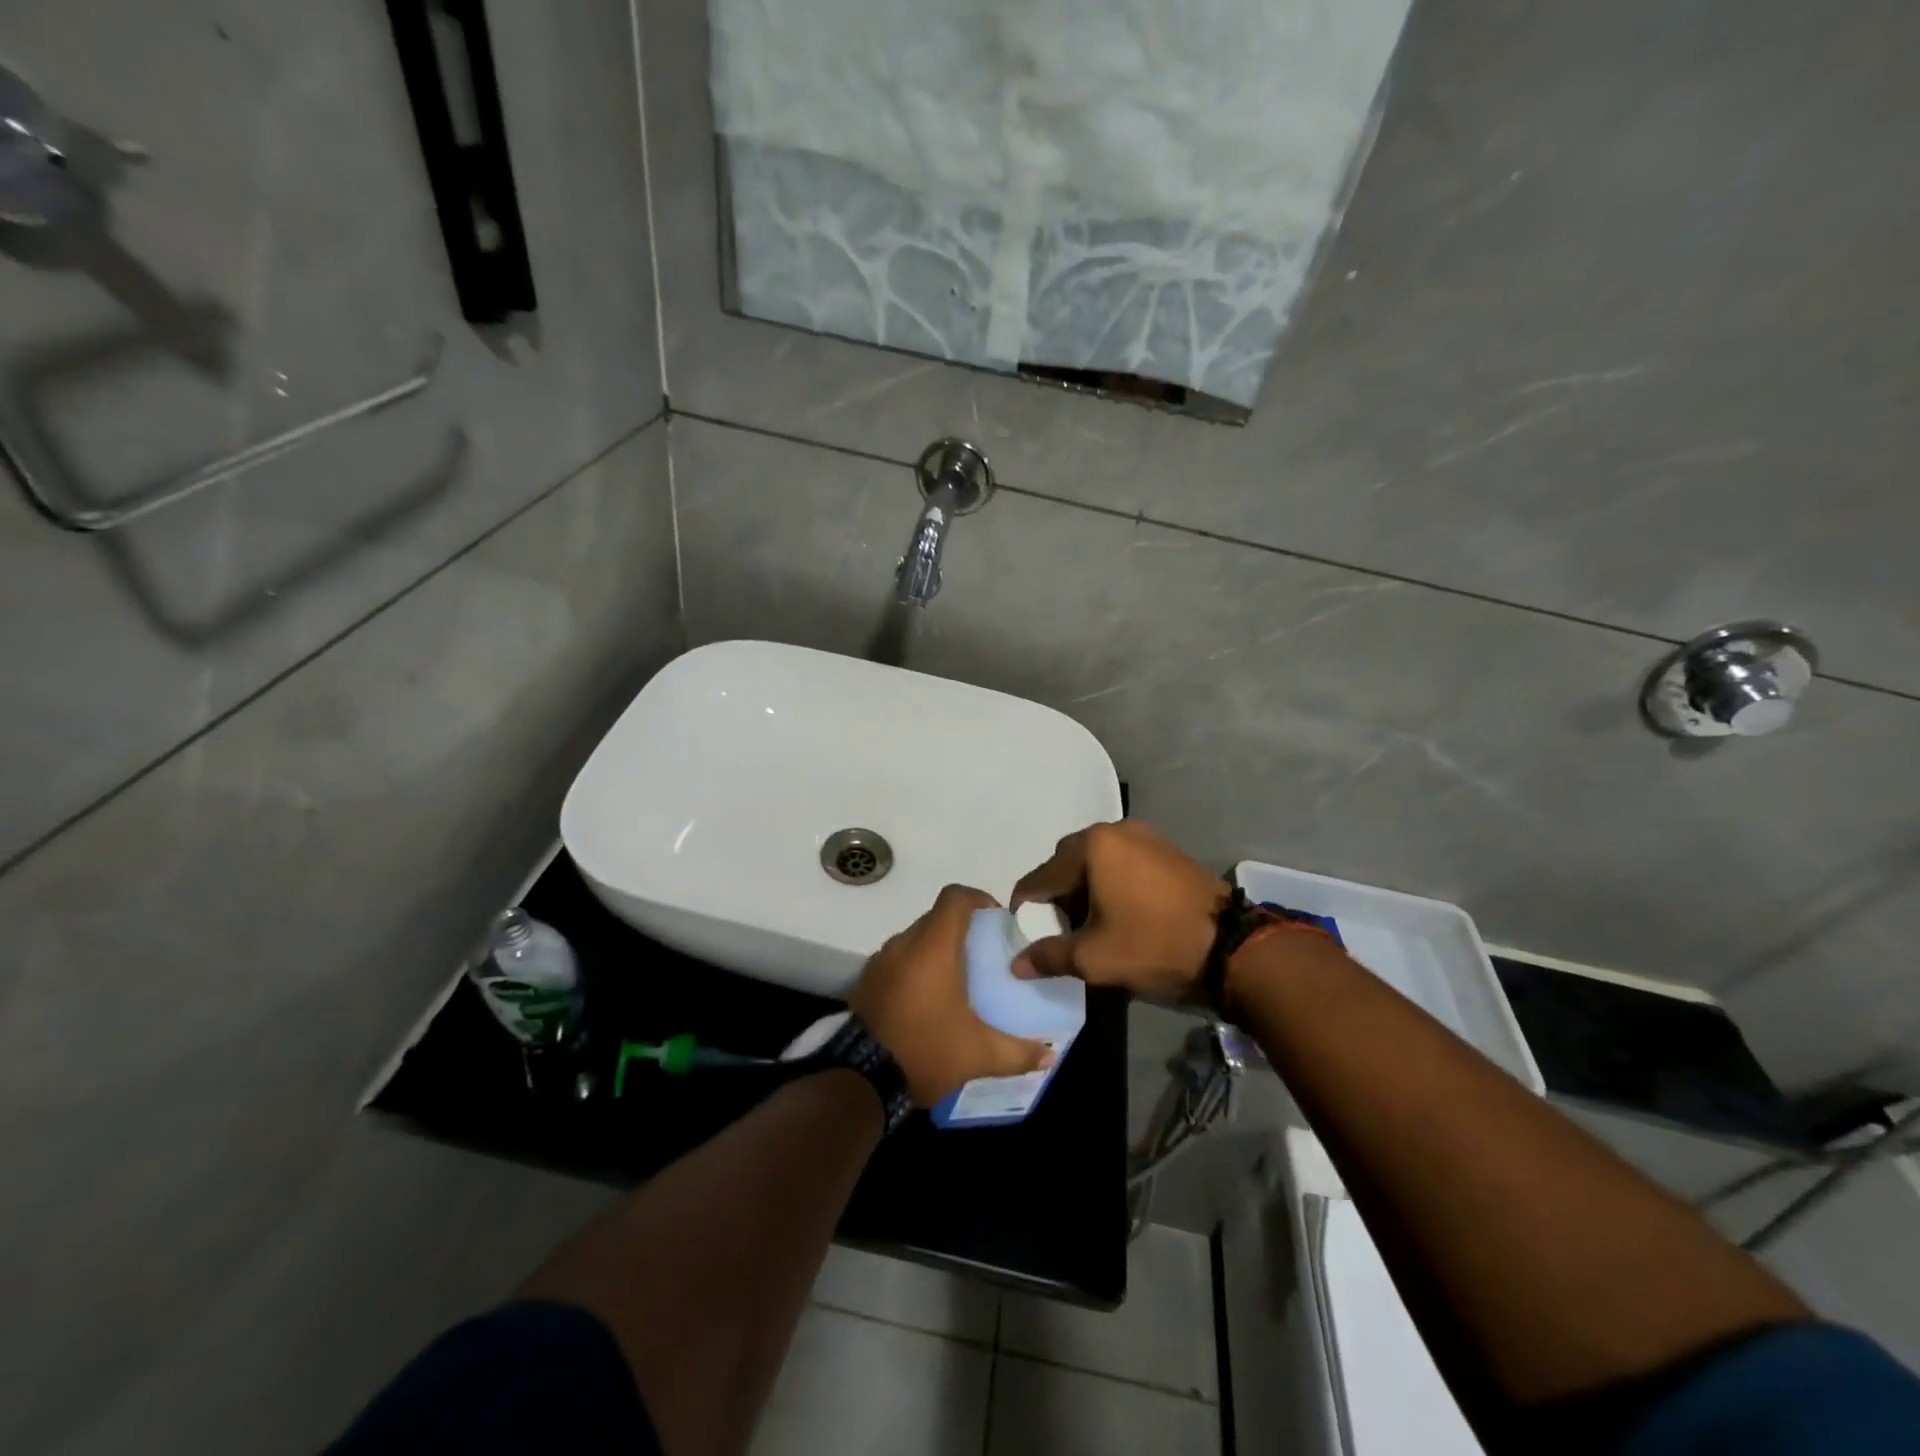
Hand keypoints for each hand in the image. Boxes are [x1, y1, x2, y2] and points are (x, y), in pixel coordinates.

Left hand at [850, 884, 1053, 1105]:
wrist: (860, 1079)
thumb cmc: (925, 1050)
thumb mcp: (978, 1054)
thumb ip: (1018, 1051)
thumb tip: (1050, 1056)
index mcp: (933, 946)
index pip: (955, 898)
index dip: (978, 899)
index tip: (996, 919)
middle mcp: (903, 944)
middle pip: (936, 918)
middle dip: (961, 930)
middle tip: (983, 955)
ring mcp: (880, 962)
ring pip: (915, 940)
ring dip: (936, 950)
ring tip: (958, 979)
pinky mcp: (866, 982)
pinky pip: (897, 961)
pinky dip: (915, 969)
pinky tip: (929, 1000)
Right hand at [1010, 821, 1229, 1002]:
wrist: (1231, 948)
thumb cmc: (1153, 945)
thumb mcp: (1095, 958)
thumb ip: (1049, 956)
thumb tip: (1016, 964)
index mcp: (1092, 847)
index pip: (1042, 876)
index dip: (1026, 906)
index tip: (1022, 932)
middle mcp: (1115, 830)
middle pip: (1068, 862)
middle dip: (1057, 894)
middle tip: (1057, 928)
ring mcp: (1145, 836)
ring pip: (1097, 860)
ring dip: (1085, 887)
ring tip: (1089, 923)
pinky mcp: (1167, 849)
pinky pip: (1123, 861)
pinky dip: (1111, 882)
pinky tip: (1118, 911)